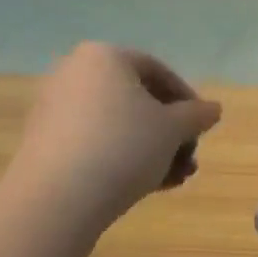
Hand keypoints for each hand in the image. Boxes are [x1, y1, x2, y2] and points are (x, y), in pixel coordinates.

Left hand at [7, 44, 222, 233]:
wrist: (57, 199)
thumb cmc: (124, 147)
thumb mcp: (173, 129)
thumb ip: (197, 115)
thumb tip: (213, 109)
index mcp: (105, 57)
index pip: (158, 71)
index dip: (187, 101)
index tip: (202, 129)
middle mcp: (75, 73)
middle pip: (137, 100)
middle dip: (169, 133)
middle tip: (189, 159)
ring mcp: (55, 108)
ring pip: (118, 125)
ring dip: (152, 150)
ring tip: (174, 179)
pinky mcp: (44, 142)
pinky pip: (94, 142)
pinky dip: (122, 158)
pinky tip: (146, 185)